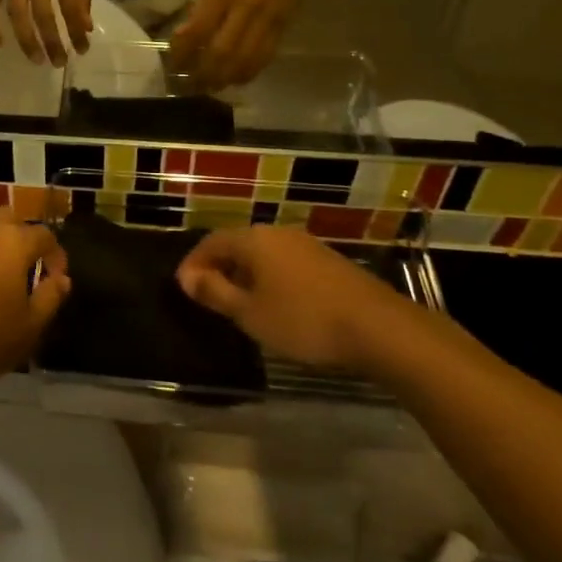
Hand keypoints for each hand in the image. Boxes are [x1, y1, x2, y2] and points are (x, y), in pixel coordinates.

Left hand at [170, 0, 311, 89]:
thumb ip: (204, 5)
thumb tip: (185, 36)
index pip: (198, 31)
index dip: (184, 53)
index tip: (174, 65)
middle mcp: (246, 6)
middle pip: (222, 52)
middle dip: (205, 73)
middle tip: (192, 86)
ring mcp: (269, 16)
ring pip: (245, 59)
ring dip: (226, 77)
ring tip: (212, 88)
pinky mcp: (286, 22)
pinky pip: (266, 54)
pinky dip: (250, 70)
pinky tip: (238, 78)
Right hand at [176, 226, 415, 373]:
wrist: (379, 328)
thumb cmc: (303, 320)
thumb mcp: (249, 313)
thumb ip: (214, 292)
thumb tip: (187, 276)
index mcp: (254, 240)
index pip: (211, 242)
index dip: (193, 263)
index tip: (183, 287)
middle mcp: (278, 233)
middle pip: (237, 244)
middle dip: (218, 266)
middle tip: (207, 295)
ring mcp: (306, 245)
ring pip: (263, 254)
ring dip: (245, 273)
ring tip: (238, 302)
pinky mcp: (327, 261)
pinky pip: (284, 263)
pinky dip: (269, 278)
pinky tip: (274, 302)